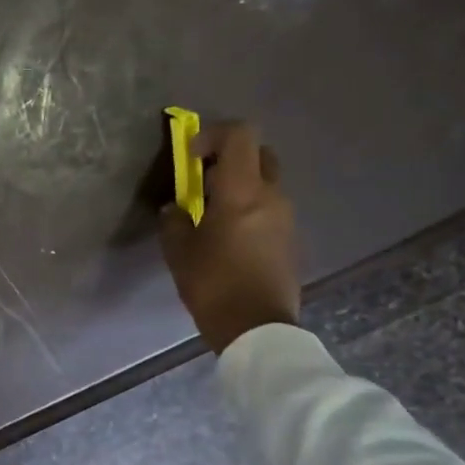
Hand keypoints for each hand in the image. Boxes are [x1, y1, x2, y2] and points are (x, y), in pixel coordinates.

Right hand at [160, 121, 299, 353]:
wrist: (258, 329)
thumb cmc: (214, 284)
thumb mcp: (179, 252)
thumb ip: (174, 221)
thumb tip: (176, 209)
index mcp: (243, 192)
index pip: (240, 135)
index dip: (212, 135)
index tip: (190, 157)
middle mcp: (271, 196)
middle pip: (258, 154)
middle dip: (229, 158)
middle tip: (203, 180)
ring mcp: (286, 217)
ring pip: (265, 182)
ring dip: (239, 186)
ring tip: (211, 214)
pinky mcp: (290, 238)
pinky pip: (269, 208)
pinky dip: (249, 208)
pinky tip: (228, 237)